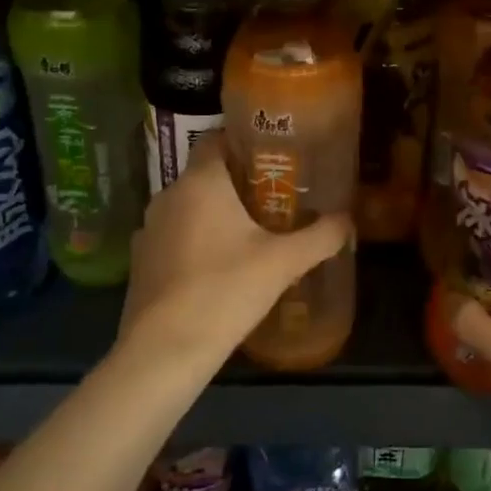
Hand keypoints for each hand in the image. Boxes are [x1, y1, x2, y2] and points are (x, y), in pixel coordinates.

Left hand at [120, 134, 352, 363]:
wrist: (163, 351)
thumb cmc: (225, 290)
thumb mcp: (283, 262)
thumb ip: (320, 236)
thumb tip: (348, 220)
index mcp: (201, 182)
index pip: (215, 138)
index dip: (242, 141)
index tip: (272, 154)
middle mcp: (169, 195)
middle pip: (205, 174)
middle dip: (237, 181)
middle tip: (274, 195)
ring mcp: (150, 229)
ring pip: (189, 206)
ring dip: (215, 212)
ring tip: (251, 230)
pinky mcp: (142, 261)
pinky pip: (174, 236)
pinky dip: (195, 240)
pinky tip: (219, 264)